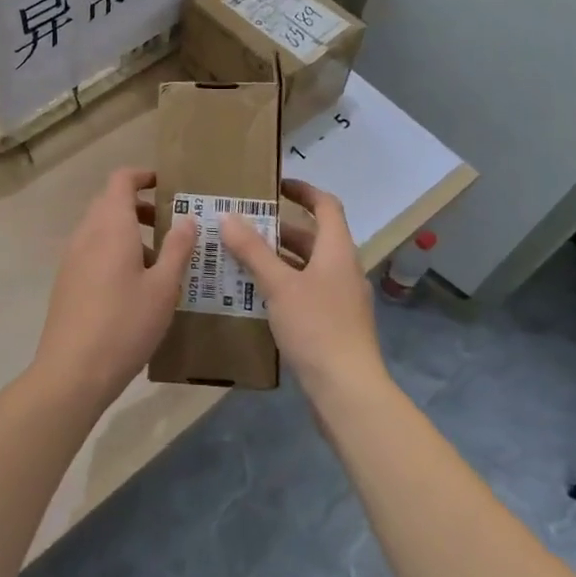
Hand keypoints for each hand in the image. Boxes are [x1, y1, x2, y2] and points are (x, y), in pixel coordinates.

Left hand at [29, 168, 196, 414]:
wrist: (72, 370)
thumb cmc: (125, 324)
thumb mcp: (163, 287)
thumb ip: (177, 248)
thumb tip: (186, 218)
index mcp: (110, 226)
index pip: (121, 180)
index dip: (143, 176)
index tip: (167, 185)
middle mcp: (86, 233)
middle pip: (110, 202)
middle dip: (140, 206)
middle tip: (170, 225)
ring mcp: (71, 257)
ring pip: (100, 228)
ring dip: (128, 232)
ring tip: (159, 260)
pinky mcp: (66, 280)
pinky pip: (92, 250)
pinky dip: (113, 251)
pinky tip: (134, 285)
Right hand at [219, 179, 388, 403]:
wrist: (348, 391)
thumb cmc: (316, 328)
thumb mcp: (279, 285)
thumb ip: (252, 250)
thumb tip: (227, 216)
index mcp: (338, 251)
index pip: (326, 206)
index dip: (304, 190)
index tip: (275, 186)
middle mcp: (343, 269)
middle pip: (312, 237)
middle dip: (278, 228)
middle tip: (242, 224)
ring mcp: (340, 298)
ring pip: (306, 266)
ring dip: (276, 258)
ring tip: (238, 257)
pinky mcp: (333, 324)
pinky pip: (305, 291)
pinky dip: (281, 285)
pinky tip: (254, 296)